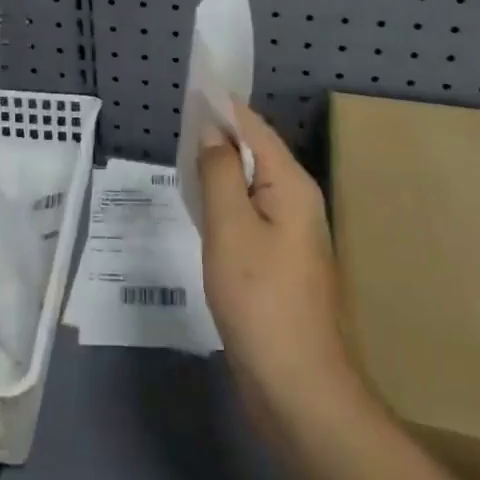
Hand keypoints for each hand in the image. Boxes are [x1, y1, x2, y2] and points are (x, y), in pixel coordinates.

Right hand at [198, 104, 358, 434]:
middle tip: (179, 126)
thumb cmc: (261, 301)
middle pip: (255, 152)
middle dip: (219, 135)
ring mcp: (291, 234)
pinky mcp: (280, 261)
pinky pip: (250, 213)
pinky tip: (202, 207)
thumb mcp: (230, 229)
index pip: (254, 127)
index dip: (222, 105)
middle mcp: (297, 200)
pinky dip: (225, 200)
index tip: (191, 89)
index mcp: (291, 184)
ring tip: (184, 157)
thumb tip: (212, 131)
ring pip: (251, 184)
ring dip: (220, 168)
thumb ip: (219, 173)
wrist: (300, 390)